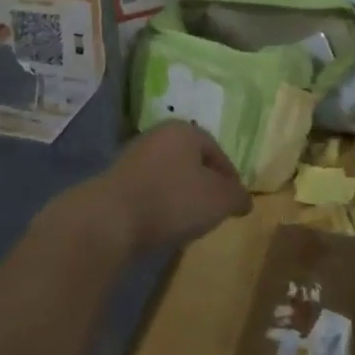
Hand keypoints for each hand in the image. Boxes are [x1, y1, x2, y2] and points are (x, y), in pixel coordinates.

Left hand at [70, 121, 251, 255]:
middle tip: (214, 210)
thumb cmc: (172, 200)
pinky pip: (149, 188)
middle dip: (204, 183)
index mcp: (185, 130)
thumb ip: (237, 196)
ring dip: (180, 193)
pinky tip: (162, 224)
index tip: (235, 201)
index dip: (229, 176)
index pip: (216, 151)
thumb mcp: (218, 200)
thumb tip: (244, 199)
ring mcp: (135, 155)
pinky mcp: (117, 179)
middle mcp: (159, 135)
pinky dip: (160, 202)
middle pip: (191, 159)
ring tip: (189, 221)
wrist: (111, 217)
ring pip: (169, 173)